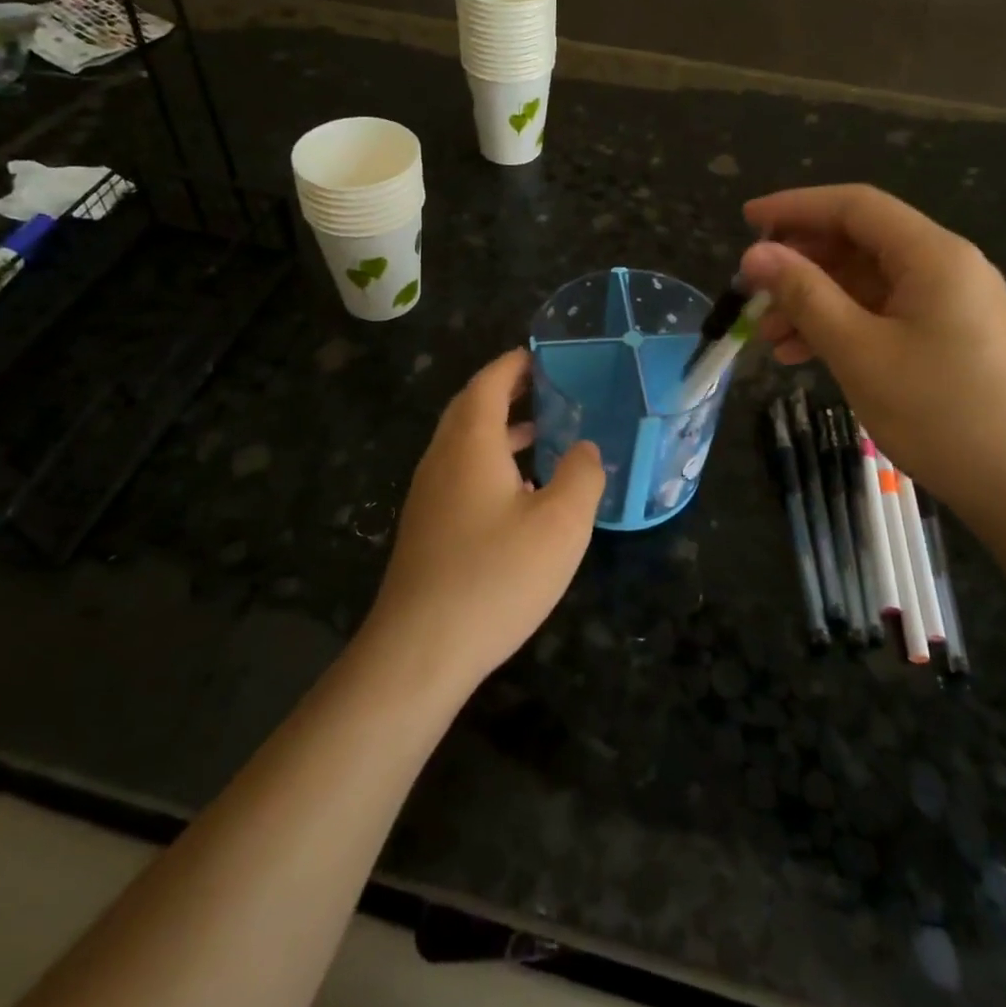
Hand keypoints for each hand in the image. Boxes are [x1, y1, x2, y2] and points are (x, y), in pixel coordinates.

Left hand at [363, 350, 603, 697]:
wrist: (420, 649)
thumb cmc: (495, 575)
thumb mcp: (561, 523)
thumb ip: (581, 475)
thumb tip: (585, 449)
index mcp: (470, 443)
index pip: (489, 383)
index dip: (514, 365)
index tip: (542, 356)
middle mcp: (442, 459)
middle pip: (471, 408)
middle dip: (508, 393)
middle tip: (550, 391)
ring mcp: (428, 494)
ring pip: (465, 444)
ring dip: (501, 431)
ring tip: (543, 436)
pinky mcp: (427, 527)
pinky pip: (461, 475)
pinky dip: (491, 464)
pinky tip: (521, 495)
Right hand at [738, 185, 1005, 524]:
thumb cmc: (940, 413)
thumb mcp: (859, 351)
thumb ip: (805, 295)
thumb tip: (756, 254)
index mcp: (933, 255)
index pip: (854, 206)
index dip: (795, 207)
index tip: (746, 220)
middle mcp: (948, 267)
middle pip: (861, 242)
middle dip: (801, 263)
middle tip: (753, 291)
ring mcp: (954, 304)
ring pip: (869, 283)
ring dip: (816, 301)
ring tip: (770, 336)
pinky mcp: (954, 338)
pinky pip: (886, 314)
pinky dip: (844, 325)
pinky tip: (807, 354)